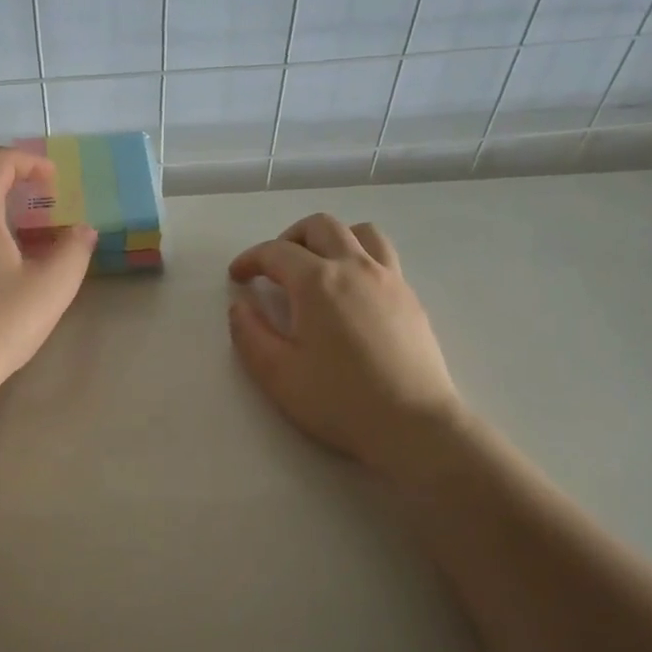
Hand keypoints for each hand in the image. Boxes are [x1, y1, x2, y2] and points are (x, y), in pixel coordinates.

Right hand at [227, 214, 461, 471]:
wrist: (413, 425)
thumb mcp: (277, 374)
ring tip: (317, 267)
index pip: (276, 252)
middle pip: (320, 226)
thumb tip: (240, 305)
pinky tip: (350, 291)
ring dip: (331, 239)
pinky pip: (382, 256)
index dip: (250, 259)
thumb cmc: (339, 401)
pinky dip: (359, 257)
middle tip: (274, 268)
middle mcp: (355, 267)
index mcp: (317, 282)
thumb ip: (249, 333)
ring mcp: (389, 278)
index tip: (237, 277)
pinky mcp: (410, 297)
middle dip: (289, 239)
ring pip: (360, 232)